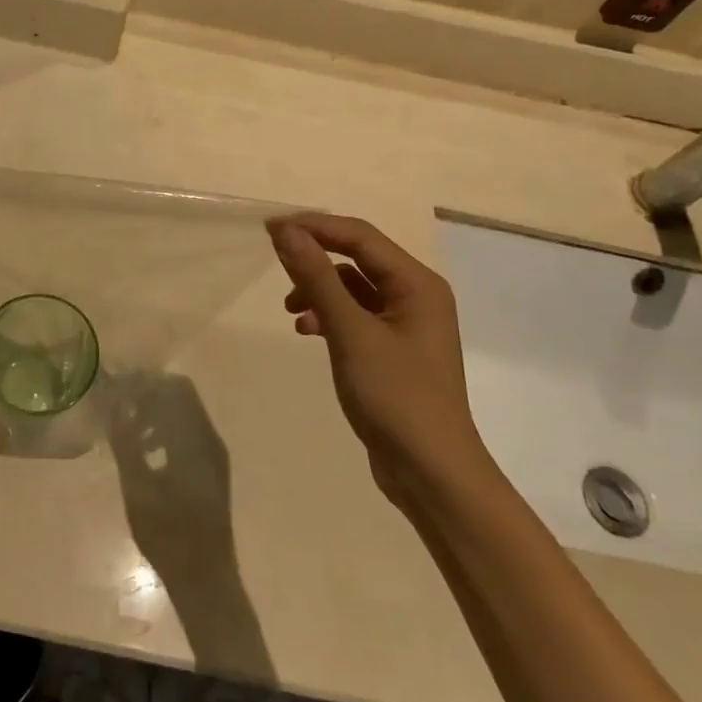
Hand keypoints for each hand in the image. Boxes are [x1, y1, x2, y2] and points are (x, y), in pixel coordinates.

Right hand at [267, 213, 487, 506]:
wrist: (432, 474)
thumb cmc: (396, 396)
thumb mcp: (350, 332)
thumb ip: (317, 278)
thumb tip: (286, 232)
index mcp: (417, 284)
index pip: (360, 236)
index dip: (314, 227)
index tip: (270, 229)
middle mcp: (416, 296)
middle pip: (357, 258)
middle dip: (315, 258)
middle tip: (274, 261)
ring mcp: (405, 324)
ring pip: (353, 287)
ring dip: (319, 290)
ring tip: (291, 309)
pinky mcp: (393, 350)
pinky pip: (355, 315)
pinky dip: (329, 316)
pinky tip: (308, 331)